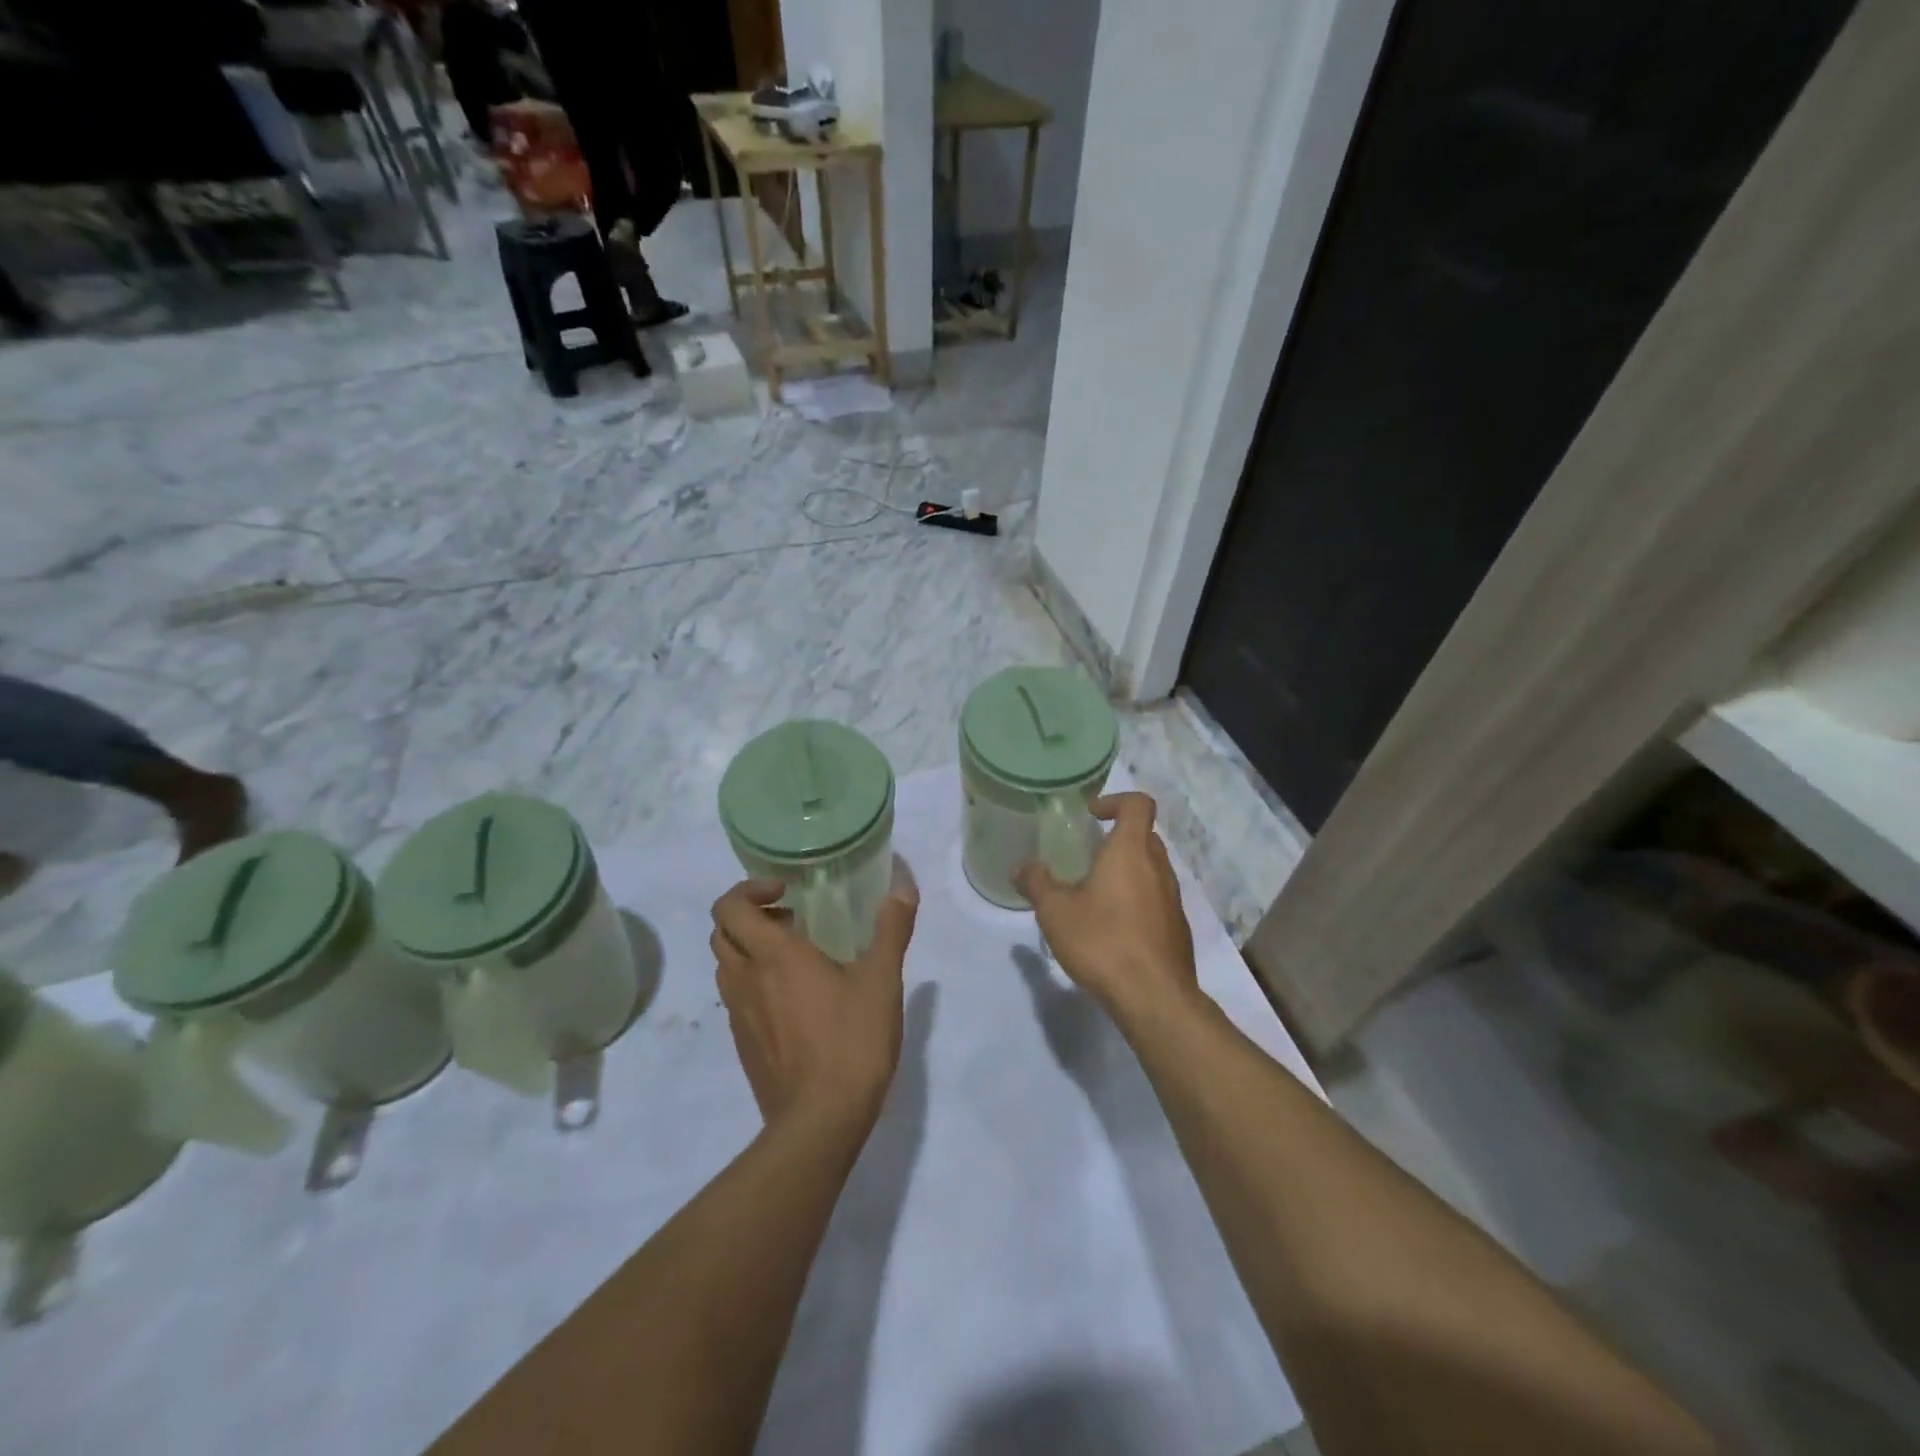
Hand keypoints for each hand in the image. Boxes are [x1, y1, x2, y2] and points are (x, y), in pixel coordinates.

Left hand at [710, 875, 917, 1134]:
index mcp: (774, 956)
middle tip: (791, 919)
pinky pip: (736, 998)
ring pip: (726, 966)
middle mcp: (746, 980)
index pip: (730, 907)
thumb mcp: (882, 979)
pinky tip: (796, 1000)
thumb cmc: (851, 1041)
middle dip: (749, 915)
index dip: (748, 889)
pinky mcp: (743, 1045)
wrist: (820, 1122)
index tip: (786, 893)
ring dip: (750, 948)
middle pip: (722, 932)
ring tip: (795, 956)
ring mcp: (740, 1016)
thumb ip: (892, 927)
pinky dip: (754, 982)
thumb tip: (903, 883)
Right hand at [1014, 792, 1198, 1023]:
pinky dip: (1137, 900)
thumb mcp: (1055, 912)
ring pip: (1151, 869)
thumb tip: (1021, 867)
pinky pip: (1156, 899)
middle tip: (1087, 856)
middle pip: (1144, 836)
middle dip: (1117, 839)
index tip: (1092, 816)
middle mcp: (1158, 868)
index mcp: (1131, 851)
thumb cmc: (1103, 941)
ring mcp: (1172, 899)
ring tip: (1095, 895)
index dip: (1116, 801)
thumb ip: (1036, 883)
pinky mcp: (1177, 927)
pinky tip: (1113, 928)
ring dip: (1127, 871)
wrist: (1154, 997)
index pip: (1139, 804)